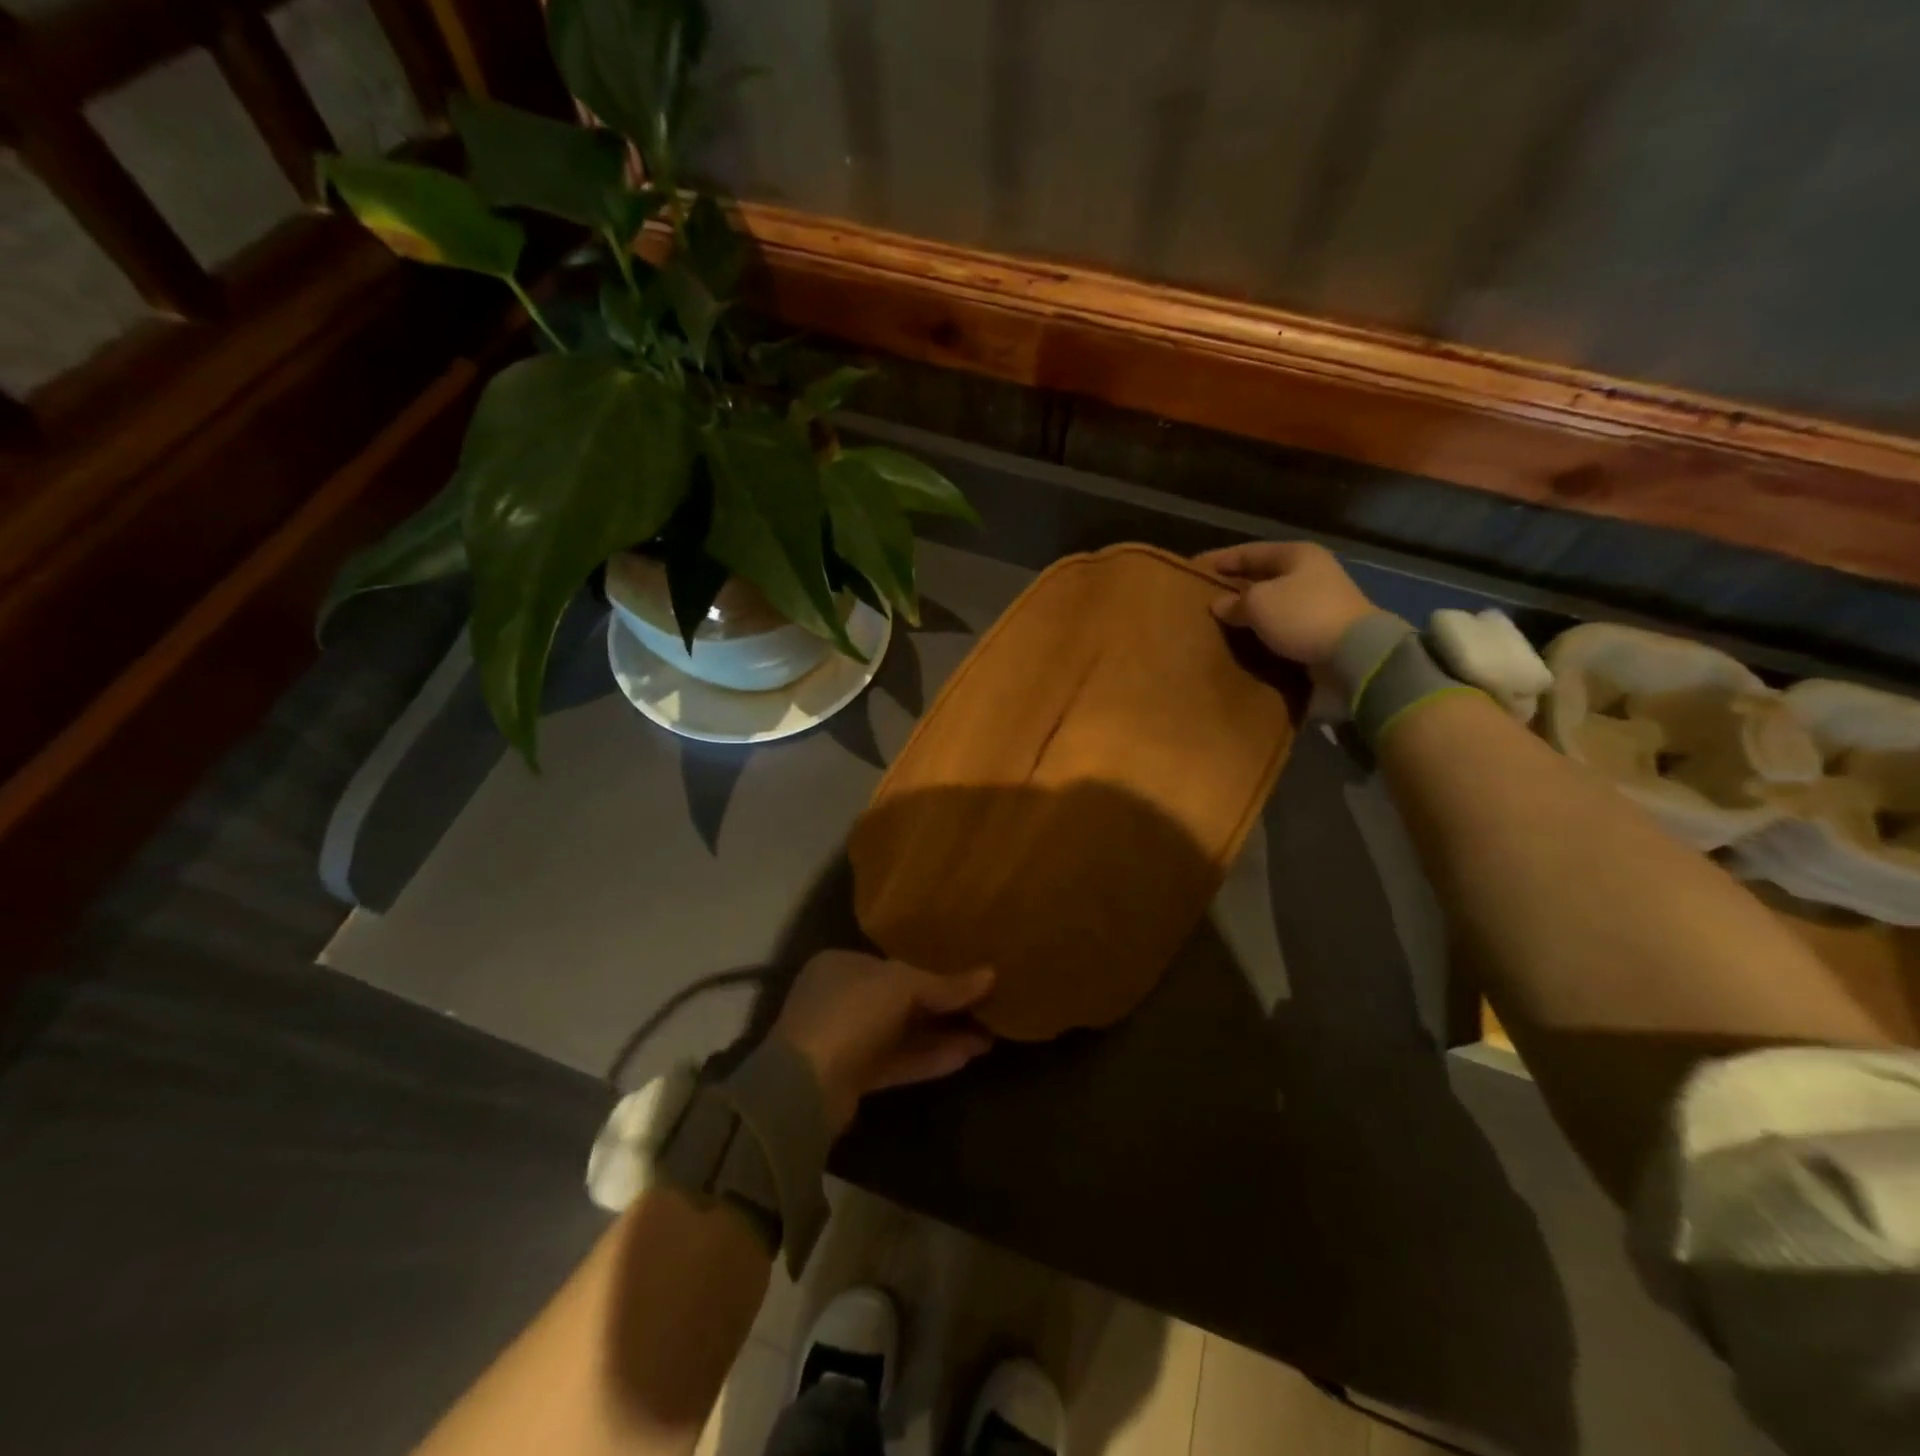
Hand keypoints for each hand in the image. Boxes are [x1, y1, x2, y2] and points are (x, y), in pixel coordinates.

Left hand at [773, 951, 995, 1134]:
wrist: (805, 1087)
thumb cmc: (851, 1013)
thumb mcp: (903, 986)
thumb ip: (946, 984)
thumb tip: (990, 976)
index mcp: (842, 965)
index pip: (894, 963)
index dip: (932, 968)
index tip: (968, 975)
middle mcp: (841, 998)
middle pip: (901, 999)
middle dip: (943, 1005)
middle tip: (986, 1007)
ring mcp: (845, 1040)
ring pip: (902, 1033)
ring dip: (942, 1035)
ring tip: (988, 1036)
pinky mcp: (854, 1077)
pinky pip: (898, 1061)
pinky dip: (929, 1058)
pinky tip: (966, 1057)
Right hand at [1193, 540, 1376, 668]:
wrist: (1354, 652)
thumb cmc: (1301, 615)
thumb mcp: (1258, 603)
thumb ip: (1235, 602)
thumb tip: (1220, 604)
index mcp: (1297, 554)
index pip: (1250, 551)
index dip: (1222, 559)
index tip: (1197, 567)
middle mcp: (1312, 571)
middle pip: (1265, 574)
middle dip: (1238, 584)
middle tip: (1210, 593)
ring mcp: (1321, 599)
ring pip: (1276, 599)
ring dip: (1252, 608)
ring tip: (1226, 617)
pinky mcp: (1325, 626)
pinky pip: (1286, 622)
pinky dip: (1267, 626)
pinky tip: (1250, 634)